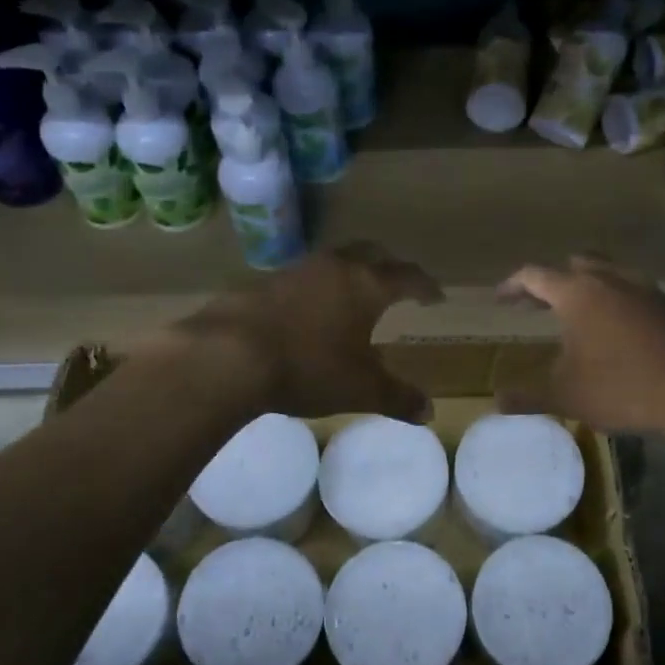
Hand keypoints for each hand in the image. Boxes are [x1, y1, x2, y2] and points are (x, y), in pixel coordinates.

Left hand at [170, 243, 443, 420]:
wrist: (229, 354)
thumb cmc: (309, 368)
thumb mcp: (361, 390)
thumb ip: (398, 398)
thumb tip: (430, 411)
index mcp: (367, 285)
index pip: (407, 276)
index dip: (425, 286)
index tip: (436, 296)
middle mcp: (335, 267)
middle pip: (372, 253)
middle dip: (389, 266)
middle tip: (398, 284)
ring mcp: (296, 270)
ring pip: (334, 260)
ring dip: (350, 272)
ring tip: (353, 296)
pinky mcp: (263, 281)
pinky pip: (303, 276)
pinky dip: (317, 287)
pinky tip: (309, 310)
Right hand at [495, 256, 664, 436]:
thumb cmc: (624, 388)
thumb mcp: (566, 396)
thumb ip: (528, 396)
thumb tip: (497, 401)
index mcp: (578, 293)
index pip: (535, 275)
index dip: (513, 285)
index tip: (500, 299)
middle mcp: (611, 280)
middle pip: (575, 264)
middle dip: (551, 281)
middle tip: (536, 303)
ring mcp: (647, 289)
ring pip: (608, 273)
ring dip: (587, 287)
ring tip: (577, 315)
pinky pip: (634, 292)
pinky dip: (616, 301)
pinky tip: (617, 332)